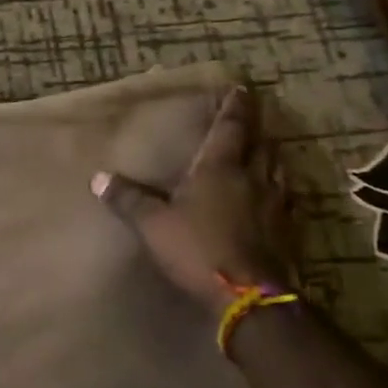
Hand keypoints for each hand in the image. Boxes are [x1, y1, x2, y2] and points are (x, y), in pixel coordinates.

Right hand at [91, 85, 297, 312]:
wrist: (249, 297)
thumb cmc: (198, 250)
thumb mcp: (153, 225)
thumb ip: (129, 200)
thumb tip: (98, 178)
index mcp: (220, 169)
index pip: (230, 128)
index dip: (235, 108)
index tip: (241, 90)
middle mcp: (253, 179)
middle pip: (262, 145)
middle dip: (258, 130)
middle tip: (254, 120)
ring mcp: (276, 205)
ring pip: (279, 170)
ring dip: (273, 157)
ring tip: (267, 152)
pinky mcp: (289, 231)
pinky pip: (288, 200)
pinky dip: (281, 191)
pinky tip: (278, 198)